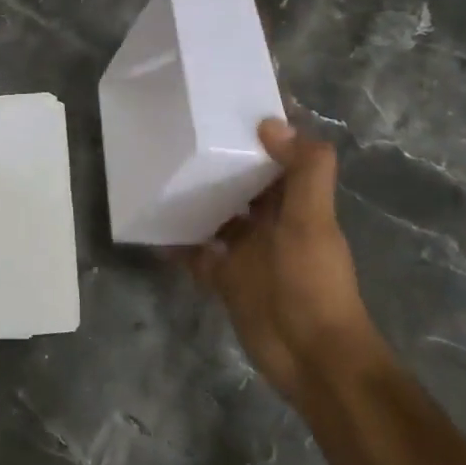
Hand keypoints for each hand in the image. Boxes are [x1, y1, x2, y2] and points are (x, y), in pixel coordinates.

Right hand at [183, 119, 374, 406]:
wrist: (311, 357)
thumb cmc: (313, 282)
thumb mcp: (313, 220)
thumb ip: (304, 171)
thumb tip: (271, 123)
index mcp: (297, 203)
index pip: (280, 158)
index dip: (261, 134)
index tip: (227, 107)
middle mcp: (271, 222)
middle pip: (243, 184)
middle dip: (219, 162)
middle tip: (179, 134)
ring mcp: (246, 252)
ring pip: (217, 215)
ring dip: (195, 198)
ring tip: (159, 172)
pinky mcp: (225, 278)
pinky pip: (196, 253)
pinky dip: (178, 242)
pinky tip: (152, 226)